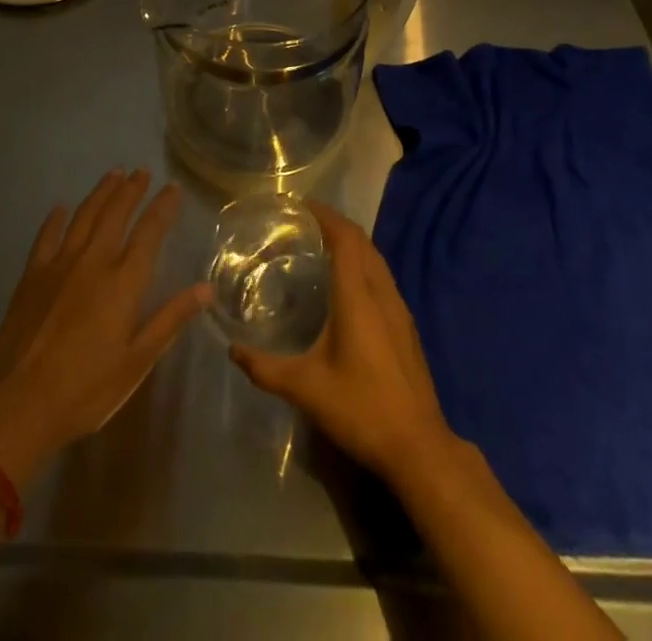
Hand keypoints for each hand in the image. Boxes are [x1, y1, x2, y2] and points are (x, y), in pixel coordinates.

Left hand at [0, 169, 209, 487]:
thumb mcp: (136, 362)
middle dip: (131, 189)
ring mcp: (59, 264)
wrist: (18, 404)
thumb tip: (207, 289)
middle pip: (116, 214)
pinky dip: (55, 219)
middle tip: (142, 171)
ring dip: (101, 193)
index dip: (163, 206)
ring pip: (84, 216)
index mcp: (123, 282)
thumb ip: (170, 319)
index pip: (149, 232)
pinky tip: (61, 208)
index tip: (173, 187)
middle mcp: (93, 261)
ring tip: (113, 174)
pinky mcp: (32, 275)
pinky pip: (47, 236)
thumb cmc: (86, 389)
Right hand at [229, 201, 457, 485]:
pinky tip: (348, 285)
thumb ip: (266, 368)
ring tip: (323, 246)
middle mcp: (381, 292)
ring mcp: (399, 308)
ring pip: (376, 258)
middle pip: (362, 242)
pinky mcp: (406, 326)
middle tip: (305, 223)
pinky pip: (383, 276)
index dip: (325, 216)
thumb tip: (233, 350)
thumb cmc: (361, 409)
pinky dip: (363, 264)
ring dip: (352, 243)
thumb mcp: (306, 389)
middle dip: (336, 224)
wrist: (418, 446)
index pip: (345, 238)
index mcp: (358, 296)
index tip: (301, 205)